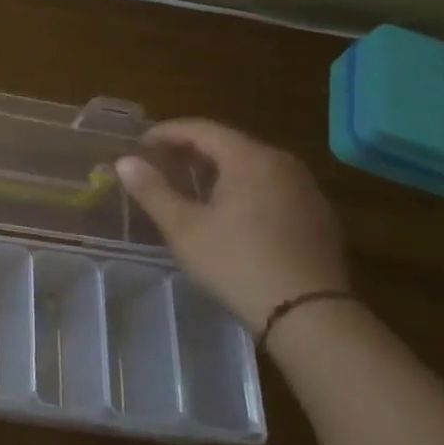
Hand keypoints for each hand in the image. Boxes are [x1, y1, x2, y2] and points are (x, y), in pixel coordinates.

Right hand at [116, 119, 350, 336]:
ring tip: (191, 188)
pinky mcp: (318, 216)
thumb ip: (152, 190)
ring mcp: (306, 190)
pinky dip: (244, 188)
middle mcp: (283, 164)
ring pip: (253, 166)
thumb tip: (125, 161)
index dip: (167, 132)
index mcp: (250, 159)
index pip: (202, 129)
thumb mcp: (183, 228)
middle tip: (161, 165)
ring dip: (218, 170)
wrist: (310, 315)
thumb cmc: (237, 263)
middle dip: (192, 150)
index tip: (141, 144)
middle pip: (229, 144)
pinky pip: (272, 187)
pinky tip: (230, 214)